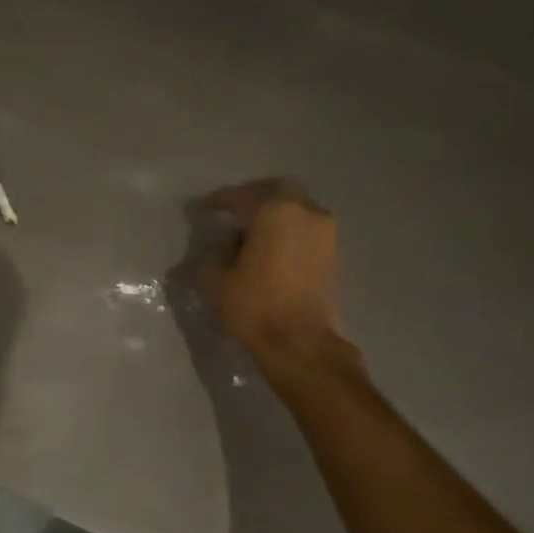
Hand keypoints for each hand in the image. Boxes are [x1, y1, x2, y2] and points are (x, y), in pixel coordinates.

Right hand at [199, 179, 351, 374]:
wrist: (299, 341)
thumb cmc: (254, 306)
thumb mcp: (216, 280)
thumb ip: (214, 255)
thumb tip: (223, 246)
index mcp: (274, 210)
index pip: (241, 196)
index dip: (218, 201)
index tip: (202, 207)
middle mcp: (305, 211)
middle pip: (277, 191)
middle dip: (253, 198)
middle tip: (232, 211)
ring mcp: (324, 231)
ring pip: (295, 208)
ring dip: (273, 214)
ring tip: (249, 233)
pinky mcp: (331, 252)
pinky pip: (304, 228)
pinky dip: (286, 230)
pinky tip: (268, 248)